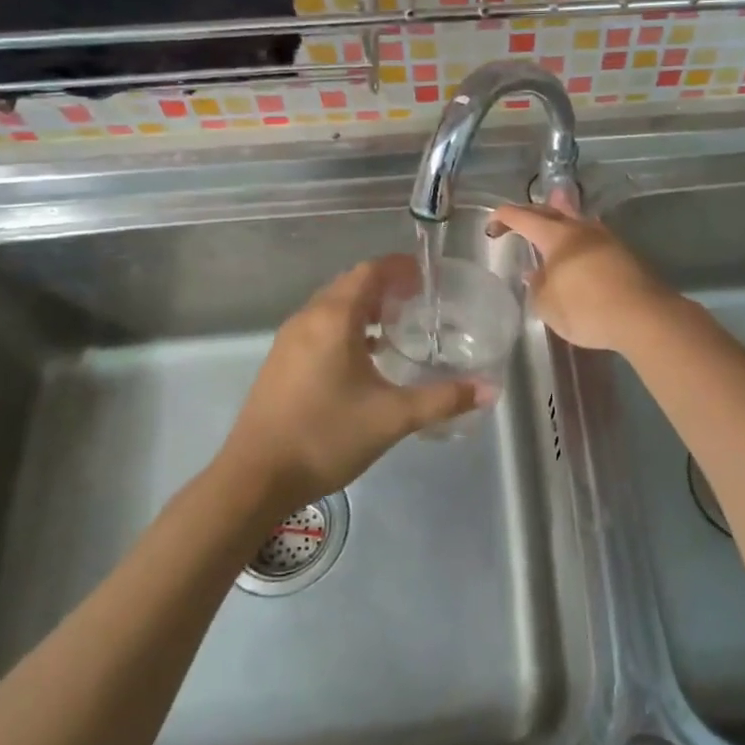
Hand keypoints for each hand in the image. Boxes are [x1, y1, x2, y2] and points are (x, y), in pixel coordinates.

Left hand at [220, 256, 479, 509]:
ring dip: (364, 307)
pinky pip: (319, 327)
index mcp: (334, 319)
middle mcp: (309, 318)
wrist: (255, 476)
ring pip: (332, 306)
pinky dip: (346, 327)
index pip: (370, 272)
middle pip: (350, 284)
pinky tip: (365, 357)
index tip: (429, 277)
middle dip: (385, 285)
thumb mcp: (392, 418)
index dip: (400, 267)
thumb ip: (443, 399)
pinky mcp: (281, 361)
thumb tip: (489, 389)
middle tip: (420, 300)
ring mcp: (289, 339)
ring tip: (398, 326)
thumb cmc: (326, 436)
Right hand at [487, 198, 677, 352]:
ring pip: (576, 221)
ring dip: (559, 221)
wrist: (643, 317)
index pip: (523, 217)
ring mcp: (606, 239)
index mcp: (557, 235)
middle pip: (552, 210)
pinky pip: (592, 239)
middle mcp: (581, 229)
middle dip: (531, 212)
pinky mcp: (624, 254)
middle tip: (517, 221)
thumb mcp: (548, 304)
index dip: (504, 217)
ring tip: (549, 225)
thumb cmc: (586, 308)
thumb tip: (535, 274)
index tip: (491, 225)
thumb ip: (537, 286)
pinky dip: (577, 241)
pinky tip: (576, 254)